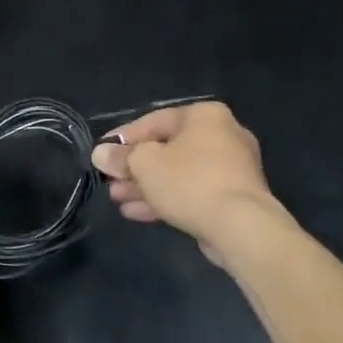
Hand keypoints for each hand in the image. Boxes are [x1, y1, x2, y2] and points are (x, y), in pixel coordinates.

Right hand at [89, 102, 298, 264]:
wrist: (241, 227)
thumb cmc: (189, 182)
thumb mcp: (144, 164)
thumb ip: (121, 157)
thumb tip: (101, 153)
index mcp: (203, 116)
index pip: (153, 121)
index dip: (123, 138)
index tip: (102, 153)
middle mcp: (222, 135)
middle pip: (166, 148)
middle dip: (134, 167)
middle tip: (110, 181)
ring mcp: (231, 168)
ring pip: (178, 173)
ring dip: (146, 186)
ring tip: (117, 199)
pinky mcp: (233, 196)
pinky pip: (192, 191)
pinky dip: (166, 198)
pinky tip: (137, 212)